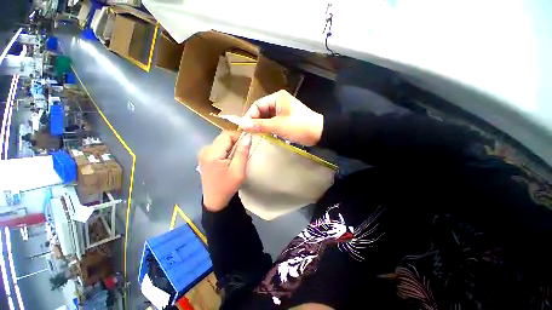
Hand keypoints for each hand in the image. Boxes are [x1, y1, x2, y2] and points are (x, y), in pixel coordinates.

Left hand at [199, 131, 251, 211]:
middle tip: (243, 153)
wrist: (215, 200)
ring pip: (222, 142)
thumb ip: (242, 153)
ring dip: (232, 147)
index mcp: (212, 153)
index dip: (238, 136)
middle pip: (223, 137)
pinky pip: (219, 147)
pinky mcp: (206, 157)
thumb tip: (247, 137)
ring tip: (237, 158)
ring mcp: (204, 153)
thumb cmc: (227, 187)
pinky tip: (230, 160)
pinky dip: (227, 150)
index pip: (226, 135)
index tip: (247, 144)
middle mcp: (205, 150)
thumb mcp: (238, 171)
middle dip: (236, 142)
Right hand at [241, 90, 323, 145]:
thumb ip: (260, 125)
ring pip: (267, 118)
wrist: (319, 133)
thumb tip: (242, 125)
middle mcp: (279, 102)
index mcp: (277, 98)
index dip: (250, 116)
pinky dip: (271, 129)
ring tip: (261, 135)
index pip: (257, 105)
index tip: (245, 128)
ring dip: (264, 126)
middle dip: (257, 122)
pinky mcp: (286, 119)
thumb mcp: (278, 126)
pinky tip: (270, 135)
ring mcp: (283, 111)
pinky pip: (274, 122)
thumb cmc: (298, 126)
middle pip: (262, 112)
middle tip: (252, 134)